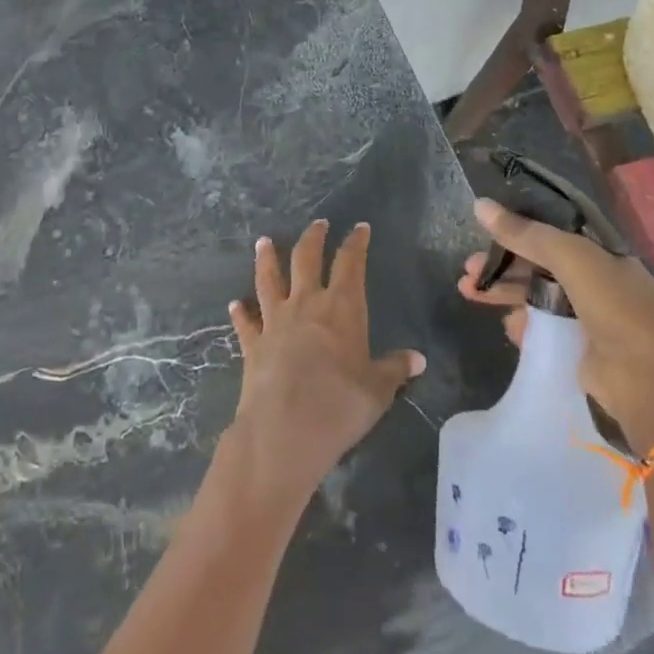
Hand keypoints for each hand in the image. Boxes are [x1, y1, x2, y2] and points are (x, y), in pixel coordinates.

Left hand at [226, 220, 424, 511]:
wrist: (283, 431)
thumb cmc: (339, 407)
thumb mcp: (377, 390)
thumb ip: (394, 370)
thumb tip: (418, 359)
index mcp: (342, 308)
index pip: (350, 263)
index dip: (356, 243)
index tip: (359, 227)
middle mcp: (306, 304)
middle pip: (306, 259)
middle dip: (313, 238)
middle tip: (318, 223)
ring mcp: (275, 321)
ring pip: (269, 279)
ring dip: (267, 259)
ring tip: (263, 241)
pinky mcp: (253, 344)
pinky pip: (245, 323)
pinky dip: (240, 312)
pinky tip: (235, 305)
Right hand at [458, 198, 653, 444]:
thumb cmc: (618, 308)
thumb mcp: (572, 258)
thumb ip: (527, 234)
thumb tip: (479, 205)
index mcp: (602, 254)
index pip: (552, 234)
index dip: (516, 230)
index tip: (481, 231)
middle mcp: (598, 282)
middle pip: (539, 266)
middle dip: (502, 265)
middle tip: (466, 270)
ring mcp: (591, 319)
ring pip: (538, 298)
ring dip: (504, 293)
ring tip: (469, 293)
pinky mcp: (582, 353)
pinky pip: (545, 331)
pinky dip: (524, 326)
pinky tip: (507, 327)